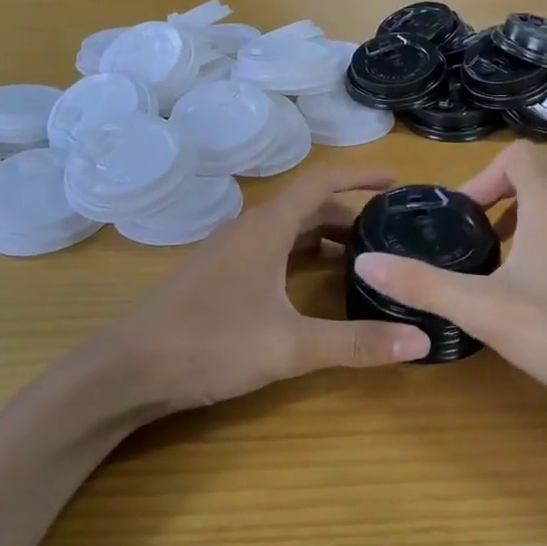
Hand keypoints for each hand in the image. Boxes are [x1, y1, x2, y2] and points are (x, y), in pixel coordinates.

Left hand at [95, 167, 430, 414]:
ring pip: (287, 231)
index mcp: (267, 227)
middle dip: (349, 214)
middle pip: (307, 207)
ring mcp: (228, 252)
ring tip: (361, 260)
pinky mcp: (216, 276)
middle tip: (388, 235)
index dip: (360, 175)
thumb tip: (421, 339)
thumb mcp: (289, 346)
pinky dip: (300, 257)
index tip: (395, 180)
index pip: (322, 181)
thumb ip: (356, 344)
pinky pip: (270, 251)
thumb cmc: (209, 343)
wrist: (126, 370)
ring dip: (324, 237)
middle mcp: (248, 229)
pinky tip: (311, 287)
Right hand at [353, 141, 546, 419]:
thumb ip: (423, 284)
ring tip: (498, 264)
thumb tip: (365, 262)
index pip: (515, 155)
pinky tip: (536, 290)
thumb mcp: (484, 309)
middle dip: (497, 199)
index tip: (461, 219)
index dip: (481, 178)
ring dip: (522, 219)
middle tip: (473, 239)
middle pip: (535, 175)